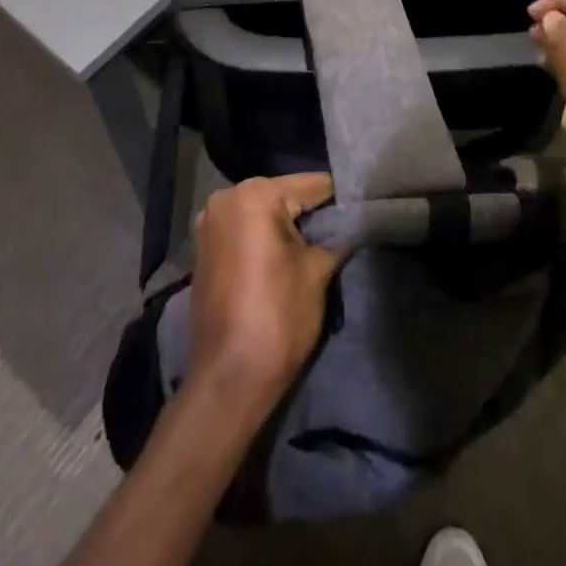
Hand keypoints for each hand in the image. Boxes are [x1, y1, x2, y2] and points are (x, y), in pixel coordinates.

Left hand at [187, 173, 340, 408]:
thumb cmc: (277, 318)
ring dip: (286, 226)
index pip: (311, 185)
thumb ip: (335, 238)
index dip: (339, 198)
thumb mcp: (317, 272)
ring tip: (316, 245)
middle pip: (283, 195)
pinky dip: (263, 238)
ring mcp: (209, 223)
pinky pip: (244, 230)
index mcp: (255, 195)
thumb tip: (349, 226)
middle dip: (310, 212)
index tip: (362, 208)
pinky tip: (284, 257)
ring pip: (262, 212)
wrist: (228, 380)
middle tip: (340, 230)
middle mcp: (226, 198)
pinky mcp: (203, 248)